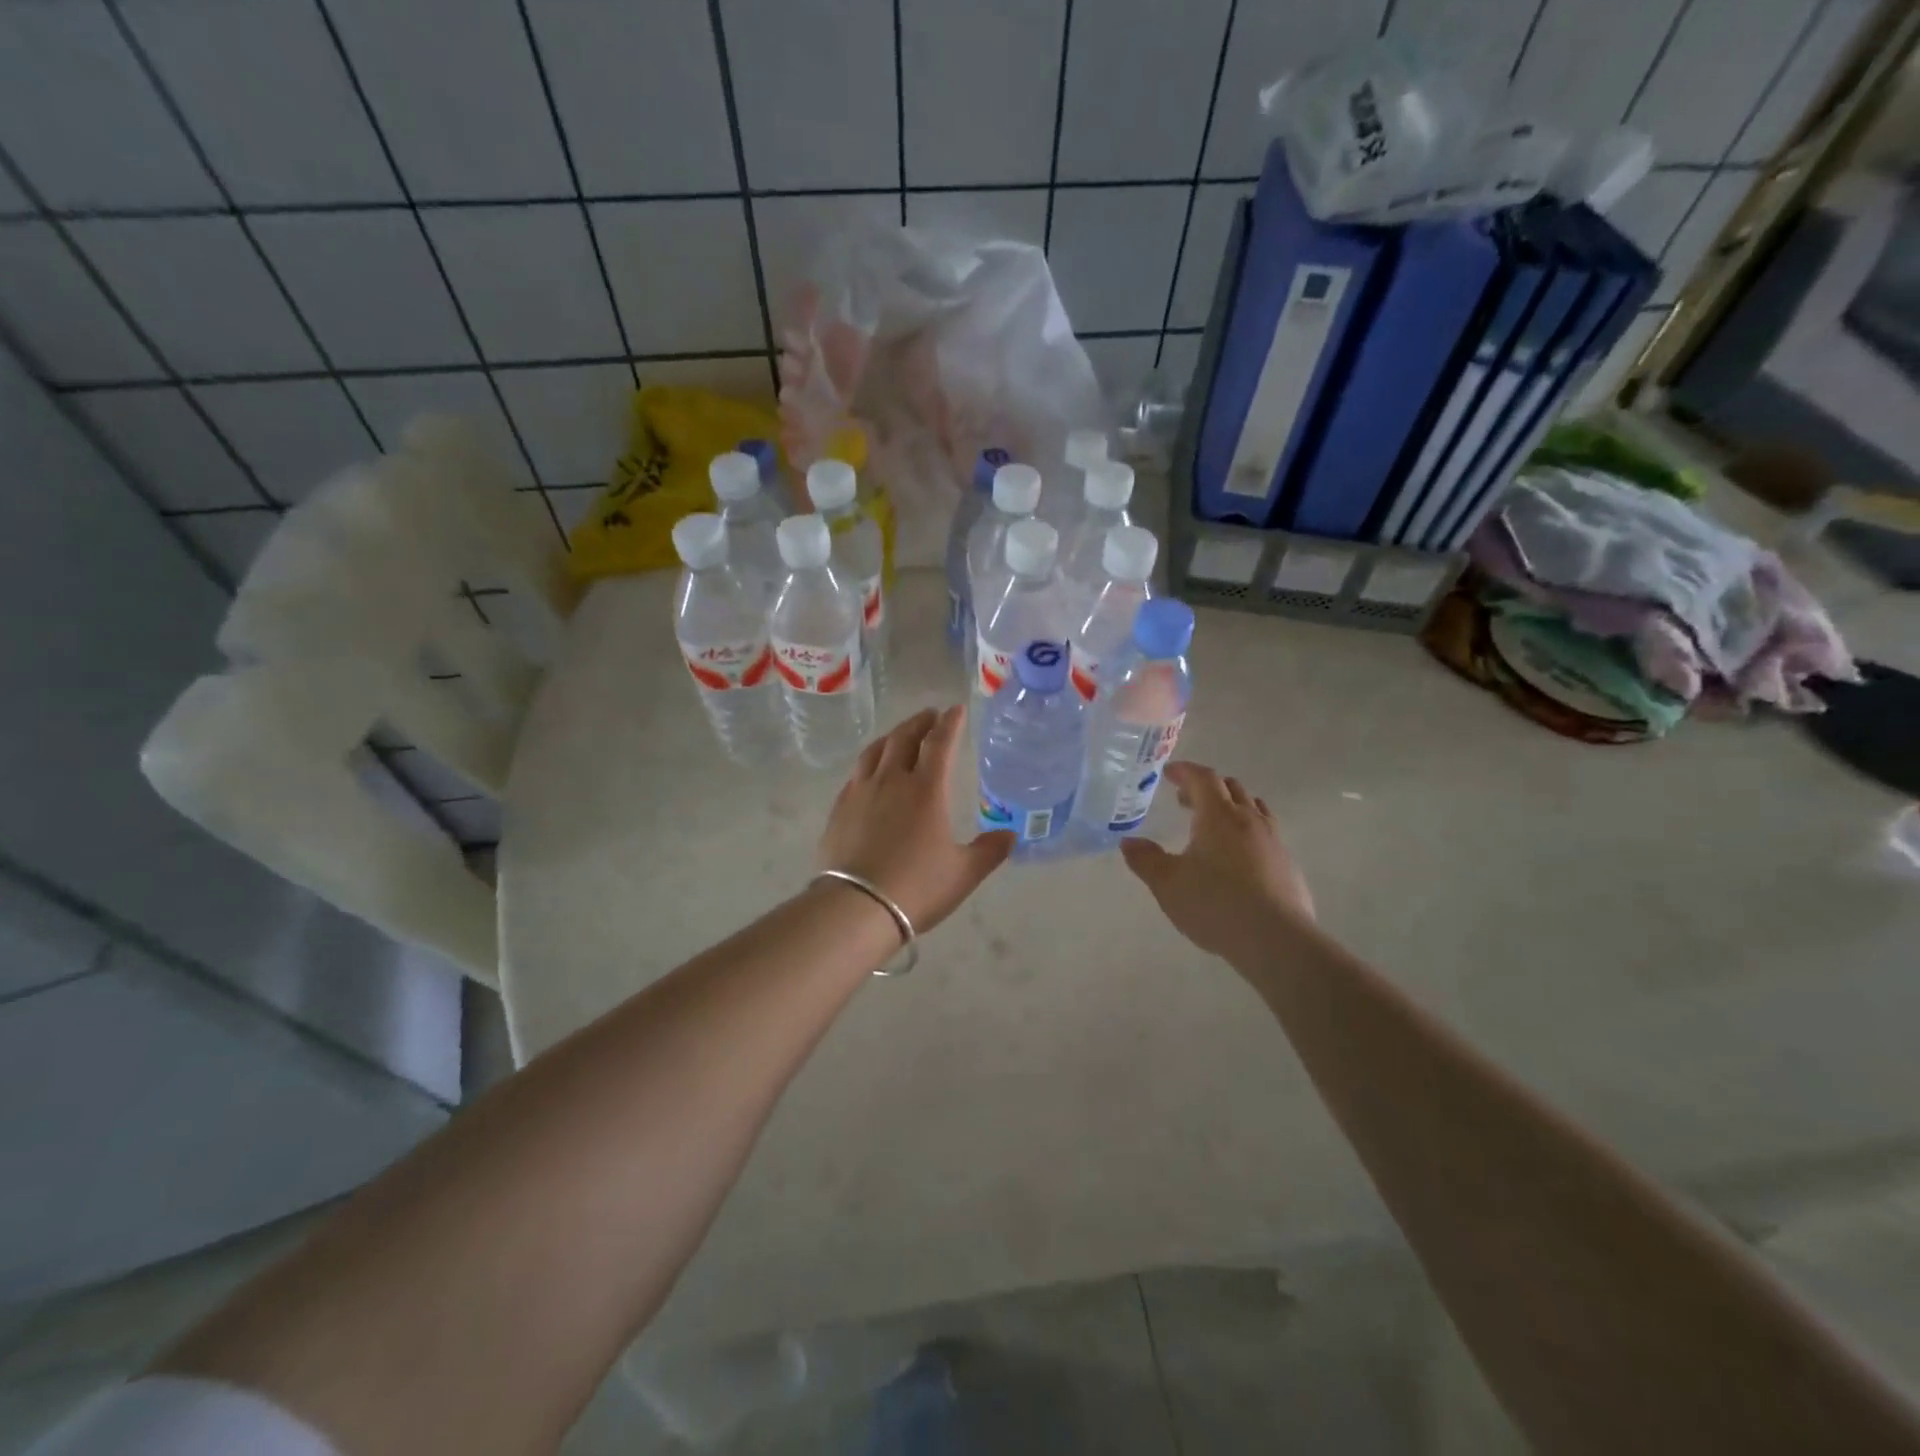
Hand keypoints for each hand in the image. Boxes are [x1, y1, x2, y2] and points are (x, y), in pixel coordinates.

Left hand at [819, 706, 1014, 933]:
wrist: (856, 907)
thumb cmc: (917, 887)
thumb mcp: (963, 873)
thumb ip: (989, 851)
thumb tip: (1010, 836)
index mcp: (926, 790)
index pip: (940, 743)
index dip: (950, 723)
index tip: (957, 709)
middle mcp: (892, 780)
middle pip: (904, 738)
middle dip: (920, 722)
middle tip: (930, 716)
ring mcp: (861, 792)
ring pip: (876, 751)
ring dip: (892, 736)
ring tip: (900, 734)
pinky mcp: (840, 808)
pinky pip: (856, 773)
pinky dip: (870, 761)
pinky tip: (871, 771)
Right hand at [1119, 762, 1314, 961]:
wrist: (1275, 940)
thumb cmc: (1215, 904)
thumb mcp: (1168, 884)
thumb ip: (1146, 860)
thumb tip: (1129, 842)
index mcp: (1218, 816)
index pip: (1203, 778)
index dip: (1185, 771)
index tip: (1169, 773)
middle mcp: (1249, 820)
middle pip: (1231, 788)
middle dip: (1206, 788)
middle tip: (1185, 800)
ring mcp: (1273, 842)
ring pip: (1254, 809)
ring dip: (1231, 807)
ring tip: (1214, 825)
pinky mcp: (1288, 865)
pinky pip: (1266, 835)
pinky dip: (1247, 833)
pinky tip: (1238, 859)